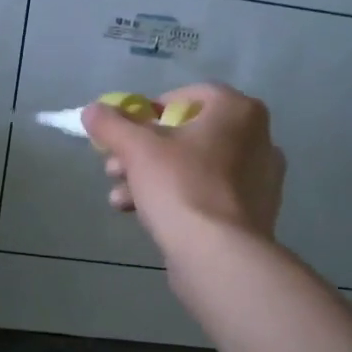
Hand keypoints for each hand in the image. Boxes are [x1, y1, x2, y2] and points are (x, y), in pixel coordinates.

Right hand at [81, 83, 286, 252]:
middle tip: (114, 169)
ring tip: (119, 199)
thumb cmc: (181, 187)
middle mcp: (258, 138)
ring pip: (193, 168)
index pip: (188, 96)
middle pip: (187, 135)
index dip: (149, 111)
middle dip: (142, 152)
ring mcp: (259, 179)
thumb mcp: (136, 149)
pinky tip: (144, 216)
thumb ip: (112, 124)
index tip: (125, 132)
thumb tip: (92, 110)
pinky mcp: (253, 214)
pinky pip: (207, 195)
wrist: (219, 255)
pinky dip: (177, 200)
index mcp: (238, 111)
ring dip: (151, 178)